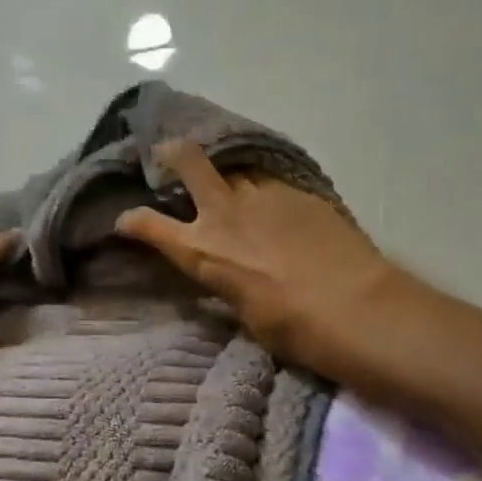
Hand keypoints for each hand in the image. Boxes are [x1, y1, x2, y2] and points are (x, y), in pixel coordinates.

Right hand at [115, 141, 395, 374]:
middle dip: (172, 153)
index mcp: (202, 250)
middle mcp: (225, 212)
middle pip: (188, 160)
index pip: (147, 225)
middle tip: (168, 153)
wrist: (356, 307)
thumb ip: (226, 279)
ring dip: (228, 176)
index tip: (125, 220)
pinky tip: (277, 207)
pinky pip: (272, 184)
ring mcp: (264, 195)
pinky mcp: (299, 192)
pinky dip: (266, 192)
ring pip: (236, 170)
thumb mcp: (243, 310)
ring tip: (232, 184)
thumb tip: (225, 269)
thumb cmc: (292, 327)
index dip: (131, 220)